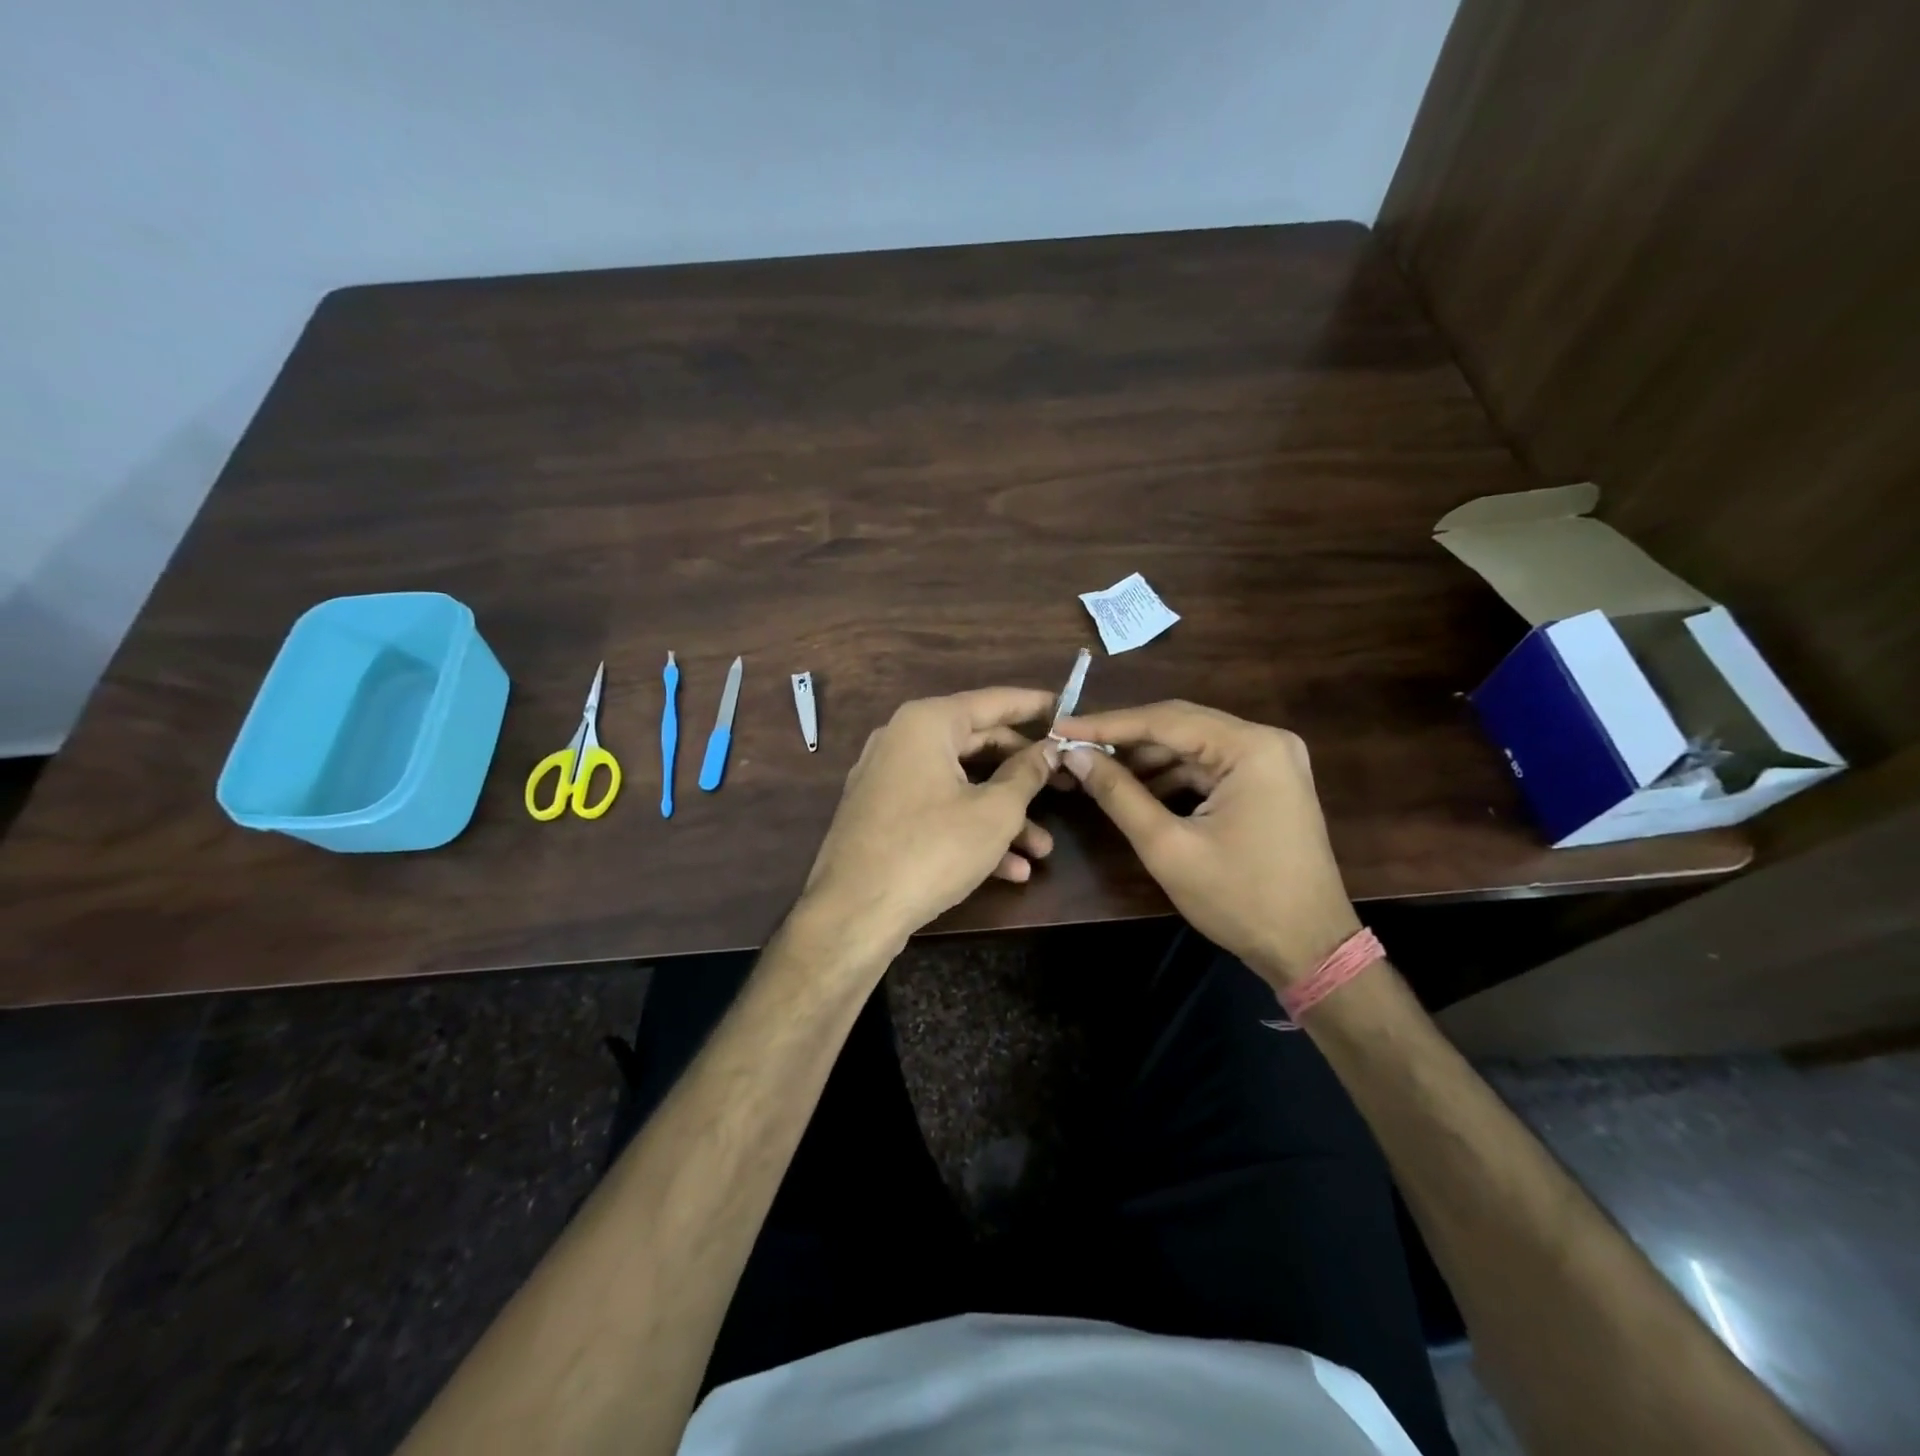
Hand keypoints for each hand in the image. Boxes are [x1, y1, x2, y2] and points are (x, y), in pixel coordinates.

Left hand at [800, 688, 1059, 961]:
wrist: (854, 913)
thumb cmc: (931, 849)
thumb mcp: (994, 812)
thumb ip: (1027, 774)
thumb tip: (1050, 749)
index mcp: (927, 723)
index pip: (993, 701)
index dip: (1036, 707)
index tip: (1069, 711)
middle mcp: (902, 740)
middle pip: (978, 744)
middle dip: (1025, 774)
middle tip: (1066, 785)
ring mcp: (888, 779)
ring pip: (960, 785)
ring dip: (1004, 815)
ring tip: (1043, 849)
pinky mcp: (883, 816)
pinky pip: (937, 810)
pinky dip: (971, 831)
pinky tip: (1011, 870)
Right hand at [1054, 701, 1360, 988]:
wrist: (1310, 949)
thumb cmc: (1239, 899)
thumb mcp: (1168, 847)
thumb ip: (1118, 794)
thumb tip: (1075, 756)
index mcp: (1251, 748)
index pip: (1165, 720)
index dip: (1106, 725)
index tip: (1059, 728)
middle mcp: (1267, 741)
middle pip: (1181, 725)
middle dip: (1125, 738)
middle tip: (1074, 746)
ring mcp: (1272, 761)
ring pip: (1193, 746)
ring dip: (1147, 759)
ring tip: (1097, 770)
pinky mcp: (1269, 783)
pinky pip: (1210, 766)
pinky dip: (1172, 776)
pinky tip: (1137, 789)